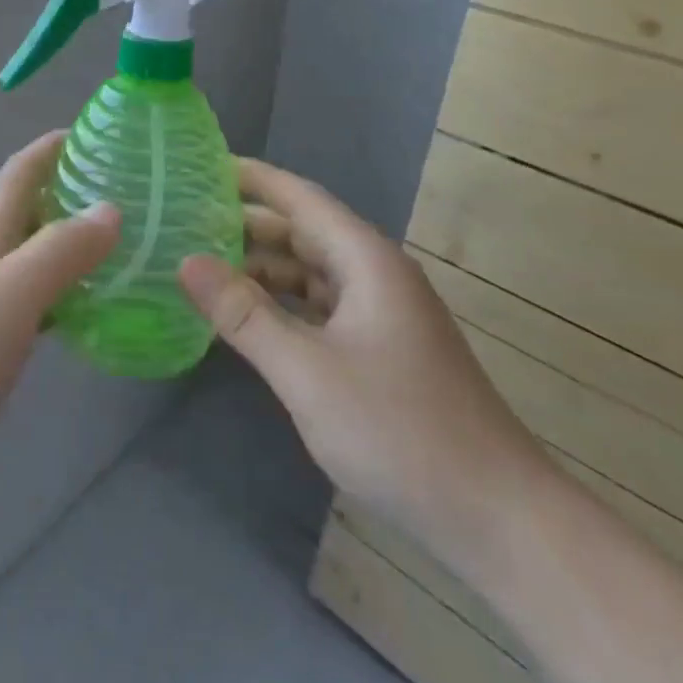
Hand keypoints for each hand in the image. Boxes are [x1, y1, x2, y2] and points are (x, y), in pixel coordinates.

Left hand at [0, 132, 118, 520]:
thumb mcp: (7, 296)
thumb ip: (59, 251)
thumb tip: (109, 209)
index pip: (20, 172)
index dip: (54, 146)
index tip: (100, 132)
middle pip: (27, 212)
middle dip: (72, 193)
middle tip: (131, 197)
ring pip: (29, 259)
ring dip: (69, 246)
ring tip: (122, 251)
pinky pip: (27, 306)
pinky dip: (59, 297)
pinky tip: (83, 316)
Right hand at [178, 159, 551, 573]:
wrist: (496, 516)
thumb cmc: (399, 431)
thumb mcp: (306, 371)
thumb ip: (244, 314)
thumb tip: (186, 261)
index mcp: (366, 260)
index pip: (299, 198)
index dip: (252, 178)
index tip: (202, 166)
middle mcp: (376, 274)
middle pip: (303, 232)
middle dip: (247, 224)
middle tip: (186, 220)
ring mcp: (382, 313)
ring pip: (311, 272)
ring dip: (263, 267)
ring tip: (205, 265)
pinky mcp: (382, 349)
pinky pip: (322, 307)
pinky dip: (283, 303)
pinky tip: (250, 317)